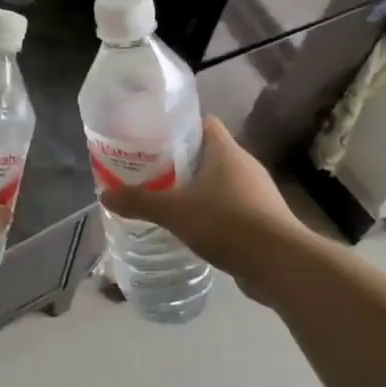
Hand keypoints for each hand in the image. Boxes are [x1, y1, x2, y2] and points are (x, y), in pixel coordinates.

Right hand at [99, 117, 300, 277]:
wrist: (280, 263)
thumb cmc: (227, 223)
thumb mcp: (174, 211)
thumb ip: (139, 202)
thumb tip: (105, 195)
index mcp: (225, 151)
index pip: (202, 123)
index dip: (177, 125)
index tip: (152, 137)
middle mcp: (244, 165)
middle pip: (207, 152)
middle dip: (179, 160)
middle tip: (149, 170)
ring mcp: (256, 192)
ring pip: (219, 180)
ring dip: (196, 188)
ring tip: (165, 198)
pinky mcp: (262, 218)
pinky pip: (230, 205)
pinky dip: (211, 211)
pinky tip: (191, 226)